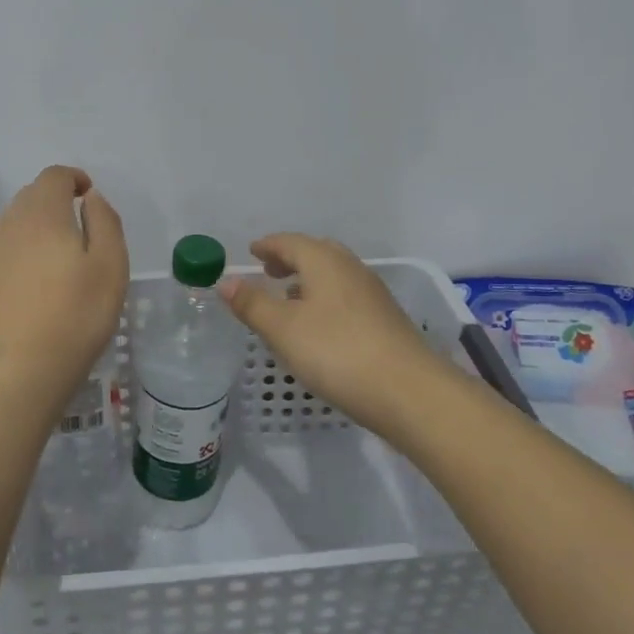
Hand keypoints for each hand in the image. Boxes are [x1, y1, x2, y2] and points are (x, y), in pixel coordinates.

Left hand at [0, 166, 127, 411]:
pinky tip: (40, 282)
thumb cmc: (75, 315)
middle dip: (56, 200)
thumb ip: (105, 221)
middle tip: (82, 226)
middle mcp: (10, 225)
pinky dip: (24, 251)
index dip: (74, 178)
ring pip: (16, 223)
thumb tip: (90, 198)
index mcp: (42, 214)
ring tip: (62, 254)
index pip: (54, 176)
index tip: (90, 196)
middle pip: (32, 196)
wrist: (18, 372)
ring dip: (39, 225)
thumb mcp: (110, 265)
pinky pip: (6, 250)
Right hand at [218, 234, 449, 436]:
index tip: (252, 250)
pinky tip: (320, 324)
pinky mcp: (385, 319)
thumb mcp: (283, 329)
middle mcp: (351, 269)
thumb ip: (252, 303)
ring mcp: (373, 294)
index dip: (269, 245)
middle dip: (291, 258)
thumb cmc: (337, 352)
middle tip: (269, 269)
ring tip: (290, 296)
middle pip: (317, 252)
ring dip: (310, 278)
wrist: (408, 391)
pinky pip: (347, 295)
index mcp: (324, 262)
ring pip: (335, 274)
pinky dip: (326, 297)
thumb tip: (225, 281)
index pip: (291, 242)